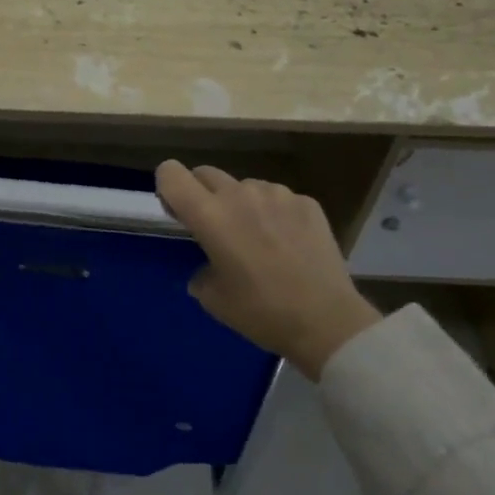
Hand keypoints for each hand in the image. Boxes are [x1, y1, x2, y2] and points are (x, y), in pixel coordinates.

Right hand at [155, 160, 382, 378]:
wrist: (326, 321)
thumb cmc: (261, 312)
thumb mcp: (213, 299)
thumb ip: (201, 270)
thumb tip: (209, 267)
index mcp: (209, 215)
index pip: (171, 173)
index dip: (168, 187)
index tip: (178, 213)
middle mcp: (239, 194)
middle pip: (205, 173)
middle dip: (202, 194)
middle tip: (215, 229)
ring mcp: (276, 194)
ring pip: (244, 186)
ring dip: (241, 204)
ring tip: (258, 239)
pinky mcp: (306, 202)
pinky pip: (278, 198)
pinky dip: (274, 214)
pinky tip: (288, 244)